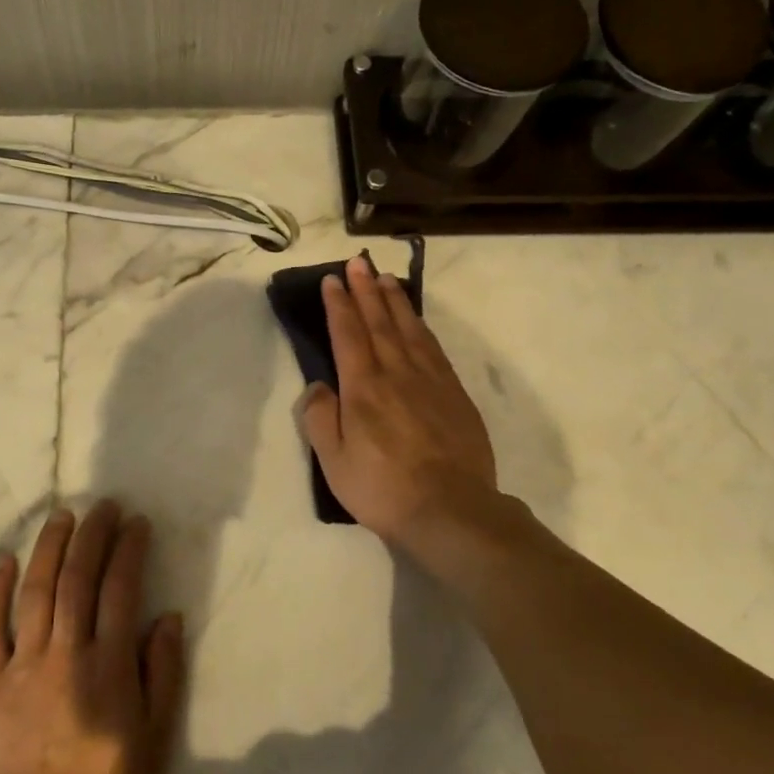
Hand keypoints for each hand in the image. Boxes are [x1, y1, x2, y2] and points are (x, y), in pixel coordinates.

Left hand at [0, 501, 185, 773]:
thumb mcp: (154, 741)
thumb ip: (163, 675)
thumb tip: (168, 618)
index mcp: (108, 666)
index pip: (120, 590)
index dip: (129, 551)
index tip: (136, 523)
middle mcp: (66, 653)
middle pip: (78, 579)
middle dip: (92, 536)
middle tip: (102, 506)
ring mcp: (23, 665)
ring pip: (36, 592)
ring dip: (50, 548)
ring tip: (61, 517)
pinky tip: (5, 562)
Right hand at [299, 254, 500, 556]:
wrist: (451, 510)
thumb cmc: (383, 489)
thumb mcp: (334, 462)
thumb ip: (320, 419)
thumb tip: (318, 386)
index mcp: (363, 388)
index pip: (348, 334)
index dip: (339, 305)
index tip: (332, 280)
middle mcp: (397, 374)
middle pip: (379, 322)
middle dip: (366, 290)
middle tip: (358, 263)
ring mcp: (430, 381)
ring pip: (409, 330)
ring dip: (395, 301)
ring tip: (386, 279)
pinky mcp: (455, 394)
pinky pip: (434, 349)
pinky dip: (422, 327)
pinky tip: (417, 321)